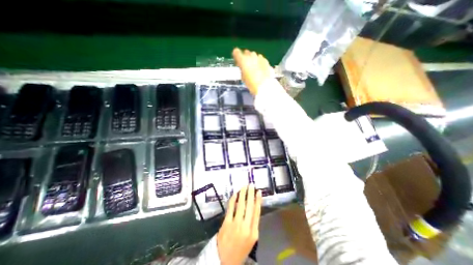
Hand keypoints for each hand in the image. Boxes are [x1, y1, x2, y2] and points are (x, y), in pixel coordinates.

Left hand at [217, 186, 262, 263]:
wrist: (223, 261)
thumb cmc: (239, 250)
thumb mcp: (251, 240)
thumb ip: (252, 225)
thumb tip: (252, 209)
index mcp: (253, 232)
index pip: (257, 212)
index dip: (258, 201)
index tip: (259, 192)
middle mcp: (246, 227)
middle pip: (249, 206)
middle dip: (251, 194)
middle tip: (251, 185)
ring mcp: (235, 224)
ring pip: (240, 205)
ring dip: (242, 194)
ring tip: (244, 187)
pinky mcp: (226, 223)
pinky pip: (231, 208)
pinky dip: (233, 200)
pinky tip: (235, 194)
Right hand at [232, 48, 272, 94]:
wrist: (264, 86)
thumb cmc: (251, 84)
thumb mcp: (243, 77)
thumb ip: (242, 69)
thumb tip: (242, 67)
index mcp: (243, 60)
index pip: (236, 52)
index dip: (236, 56)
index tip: (237, 61)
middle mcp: (251, 55)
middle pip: (246, 53)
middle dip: (245, 58)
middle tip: (246, 66)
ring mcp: (259, 57)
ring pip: (254, 55)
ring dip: (253, 60)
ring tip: (254, 69)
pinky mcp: (266, 60)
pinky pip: (260, 59)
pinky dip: (259, 63)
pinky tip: (260, 70)